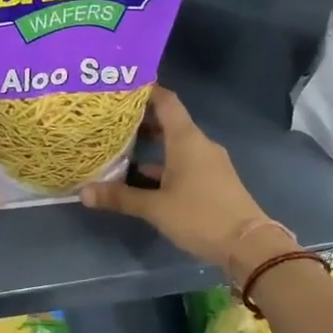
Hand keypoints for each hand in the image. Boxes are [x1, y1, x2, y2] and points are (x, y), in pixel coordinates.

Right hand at [79, 86, 274, 275]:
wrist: (249, 246)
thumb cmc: (200, 216)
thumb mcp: (155, 208)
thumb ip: (120, 197)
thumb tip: (83, 192)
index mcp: (186, 139)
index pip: (166, 100)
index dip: (146, 90)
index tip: (121, 87)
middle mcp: (199, 144)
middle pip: (169, 121)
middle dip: (142, 119)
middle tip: (112, 118)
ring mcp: (208, 162)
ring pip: (175, 144)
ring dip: (152, 144)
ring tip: (121, 146)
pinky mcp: (212, 180)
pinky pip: (184, 162)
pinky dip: (163, 164)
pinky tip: (143, 177)